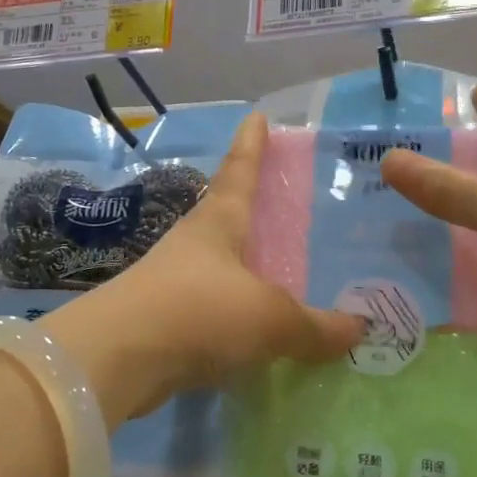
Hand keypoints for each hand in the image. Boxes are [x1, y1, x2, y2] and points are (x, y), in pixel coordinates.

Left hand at [49, 113, 362, 425]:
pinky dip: (235, 312)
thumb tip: (359, 329)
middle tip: (283, 204)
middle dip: (252, 207)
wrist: (116, 360)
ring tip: (278, 272)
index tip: (257, 116)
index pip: (239, 171)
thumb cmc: (198, 312)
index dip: (251, 144)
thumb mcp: (269, 318)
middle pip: (227, 214)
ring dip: (244, 264)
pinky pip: (212, 307)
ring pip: (219, 264)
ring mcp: (174, 280)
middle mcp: (194, 243)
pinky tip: (255, 330)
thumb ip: (314, 326)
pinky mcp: (163, 319)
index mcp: (218, 223)